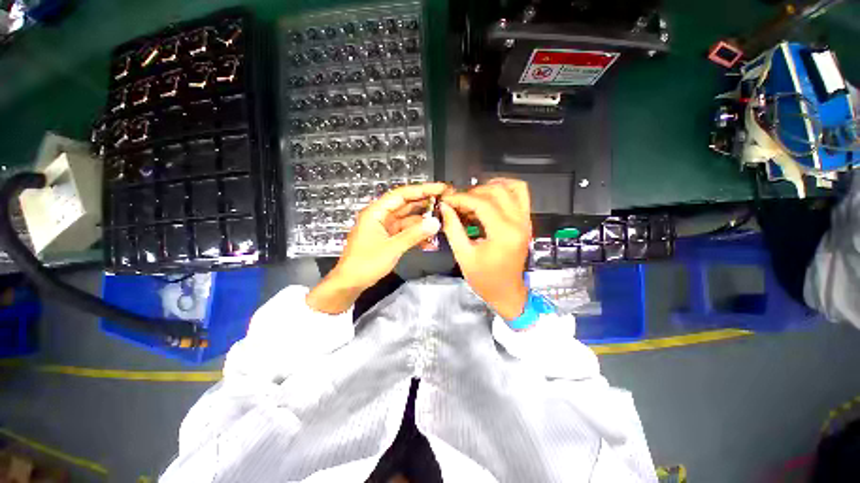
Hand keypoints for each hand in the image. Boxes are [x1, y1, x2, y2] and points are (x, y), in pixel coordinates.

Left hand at [307, 182, 448, 313]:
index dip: (422, 190)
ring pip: (408, 220)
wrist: (350, 283)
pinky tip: (430, 243)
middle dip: (426, 205)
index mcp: (377, 212)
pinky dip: (417, 236)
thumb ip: (414, 234)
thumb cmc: (366, 263)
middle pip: (407, 205)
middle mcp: (382, 216)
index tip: (440, 188)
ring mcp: (386, 227)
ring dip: (423, 223)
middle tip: (446, 203)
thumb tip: (436, 223)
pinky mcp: (389, 238)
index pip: (402, 195)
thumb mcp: (392, 248)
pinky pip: (406, 232)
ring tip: (442, 224)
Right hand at [440, 179, 531, 319]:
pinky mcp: (526, 222)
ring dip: (491, 187)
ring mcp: (525, 221)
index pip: (482, 203)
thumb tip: (444, 207)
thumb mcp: (463, 255)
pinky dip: (506, 189)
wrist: (506, 292)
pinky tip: (490, 196)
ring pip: (513, 188)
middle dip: (473, 192)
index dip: (461, 198)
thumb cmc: (484, 278)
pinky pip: (521, 195)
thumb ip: (453, 228)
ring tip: (474, 196)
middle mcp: (519, 223)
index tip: (447, 200)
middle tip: (458, 202)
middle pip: (496, 192)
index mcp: (503, 233)